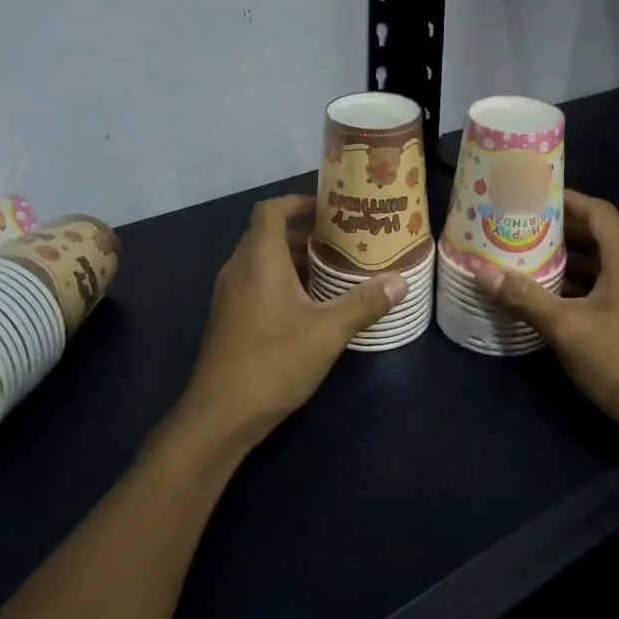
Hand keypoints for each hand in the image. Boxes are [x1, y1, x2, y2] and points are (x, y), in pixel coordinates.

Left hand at [174, 195, 403, 455]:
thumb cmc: (273, 362)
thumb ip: (364, 303)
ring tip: (332, 272)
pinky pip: (255, 284)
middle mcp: (238, 269)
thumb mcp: (328, 331)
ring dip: (293, 260)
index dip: (298, 201)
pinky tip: (309, 307)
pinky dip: (281, 282)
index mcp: (259, 259)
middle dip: (303, 233)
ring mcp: (229, 296)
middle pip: (267, 235)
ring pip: (261, 262)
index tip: (329, 208)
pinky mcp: (228, 320)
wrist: (219, 416)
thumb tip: (400, 281)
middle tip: (341, 242)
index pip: (271, 210)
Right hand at [473, 191, 618, 453]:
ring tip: (521, 255)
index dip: (566, 199)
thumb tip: (480, 270)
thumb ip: (524, 297)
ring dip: (563, 260)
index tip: (530, 196)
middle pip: (595, 236)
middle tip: (516, 226)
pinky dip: (573, 285)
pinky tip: (543, 296)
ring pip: (596, 265)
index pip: (597, 211)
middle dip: (557, 230)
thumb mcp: (567, 328)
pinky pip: (600, 289)